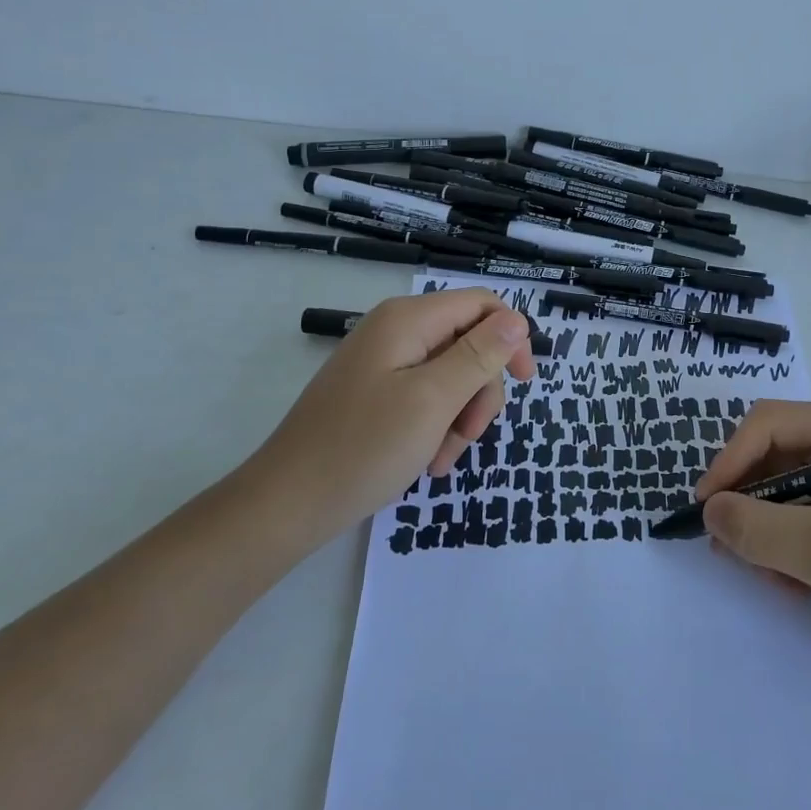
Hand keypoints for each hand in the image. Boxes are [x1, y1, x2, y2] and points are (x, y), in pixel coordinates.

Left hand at [240, 289, 535, 547]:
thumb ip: (479, 356)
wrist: (286, 504)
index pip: (482, 304)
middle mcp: (397, 331)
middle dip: (480, 391)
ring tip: (442, 458)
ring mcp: (385, 362)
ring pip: (452, 375)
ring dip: (460, 417)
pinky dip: (437, 426)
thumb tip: (518, 320)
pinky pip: (427, 397)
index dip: (511, 337)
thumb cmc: (364, 448)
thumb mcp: (433, 401)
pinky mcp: (377, 392)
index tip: (524, 382)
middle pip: (469, 343)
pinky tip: (428, 461)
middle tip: (470, 435)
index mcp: (409, 319)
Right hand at [697, 400, 810, 687]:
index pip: (770, 424)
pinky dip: (783, 546)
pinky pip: (797, 517)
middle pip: (772, 455)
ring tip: (768, 576)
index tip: (706, 508)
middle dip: (747, 501)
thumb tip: (708, 510)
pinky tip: (792, 584)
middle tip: (729, 547)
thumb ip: (763, 528)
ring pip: (779, 490)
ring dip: (763, 530)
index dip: (731, 459)